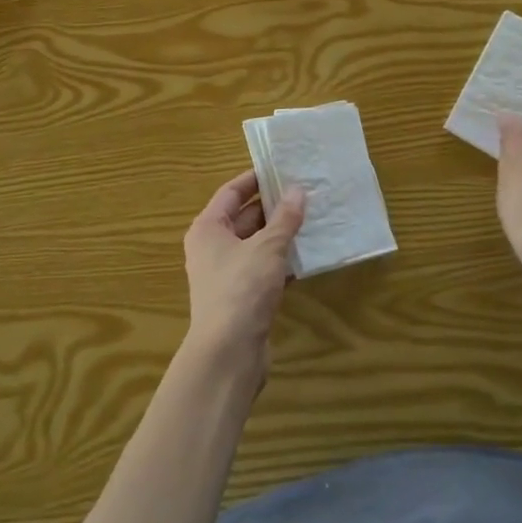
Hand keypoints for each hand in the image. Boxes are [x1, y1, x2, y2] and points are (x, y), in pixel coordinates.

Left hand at [182, 171, 305, 375]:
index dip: (255, 179)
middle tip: (306, 192)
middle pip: (244, 217)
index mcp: (208, 228)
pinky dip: (282, 261)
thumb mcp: (267, 248)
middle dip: (274, 206)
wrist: (228, 353)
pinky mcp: (241, 297)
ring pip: (256, 244)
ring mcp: (226, 274)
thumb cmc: (241, 289)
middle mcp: (212, 247)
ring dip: (281, 234)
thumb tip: (298, 190)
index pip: (231, 192)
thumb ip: (285, 218)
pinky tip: (308, 256)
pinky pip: (264, 268)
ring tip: (313, 218)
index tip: (282, 168)